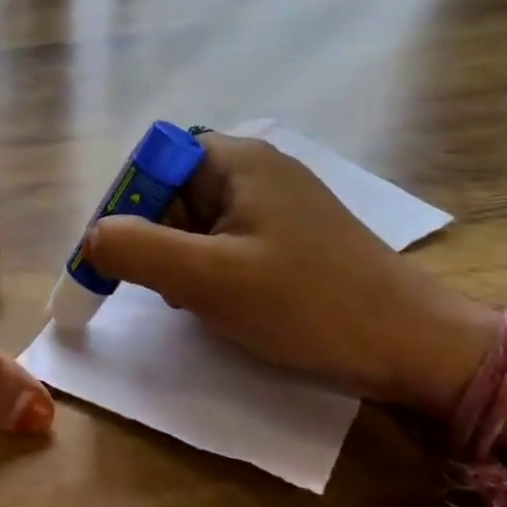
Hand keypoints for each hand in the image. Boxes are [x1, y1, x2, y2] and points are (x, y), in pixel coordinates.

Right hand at [80, 134, 494, 412]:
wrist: (415, 347)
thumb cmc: (308, 304)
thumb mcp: (208, 279)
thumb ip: (137, 250)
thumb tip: (91, 237)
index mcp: (237, 159)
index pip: (155, 160)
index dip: (128, 202)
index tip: (120, 254)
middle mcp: (257, 169)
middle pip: (174, 189)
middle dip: (157, 237)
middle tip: (164, 286)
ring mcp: (278, 203)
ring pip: (198, 220)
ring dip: (182, 259)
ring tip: (198, 301)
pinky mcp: (292, 236)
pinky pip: (228, 240)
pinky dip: (212, 269)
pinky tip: (226, 303)